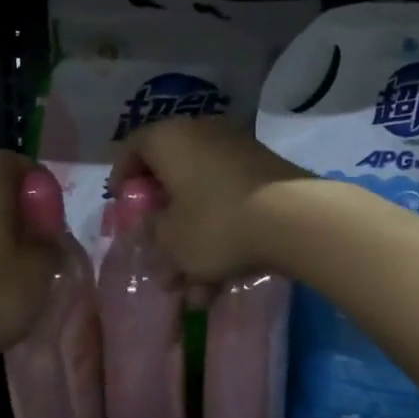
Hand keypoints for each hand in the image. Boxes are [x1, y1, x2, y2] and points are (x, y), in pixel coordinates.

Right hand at [111, 118, 308, 283]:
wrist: (297, 219)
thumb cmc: (216, 224)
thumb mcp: (170, 239)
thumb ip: (152, 231)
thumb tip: (154, 225)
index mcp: (168, 139)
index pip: (131, 149)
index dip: (122, 179)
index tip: (123, 208)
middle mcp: (201, 133)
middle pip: (170, 173)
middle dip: (163, 217)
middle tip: (157, 246)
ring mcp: (238, 149)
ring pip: (202, 194)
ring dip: (194, 236)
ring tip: (195, 284)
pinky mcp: (266, 170)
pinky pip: (230, 199)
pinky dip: (222, 231)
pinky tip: (223, 277)